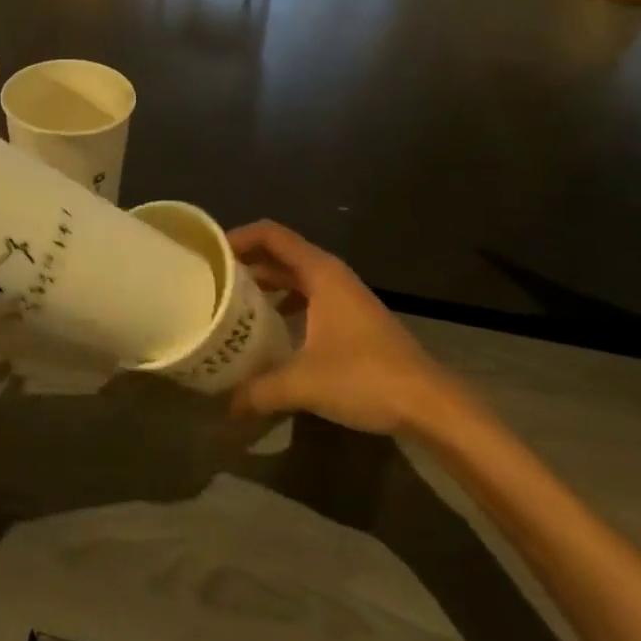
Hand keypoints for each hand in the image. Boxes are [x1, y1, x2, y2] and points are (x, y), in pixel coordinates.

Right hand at [228, 220, 483, 439]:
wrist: (430, 404)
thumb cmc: (365, 378)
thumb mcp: (304, 383)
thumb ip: (259, 391)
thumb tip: (224, 406)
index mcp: (320, 272)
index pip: (271, 235)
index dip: (239, 236)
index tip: (209, 253)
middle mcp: (331, 275)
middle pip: (281, 253)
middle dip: (247, 262)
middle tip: (213, 280)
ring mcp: (344, 296)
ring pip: (295, 276)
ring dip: (266, 283)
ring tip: (234, 302)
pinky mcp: (352, 318)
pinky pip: (308, 296)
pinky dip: (285, 302)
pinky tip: (270, 329)